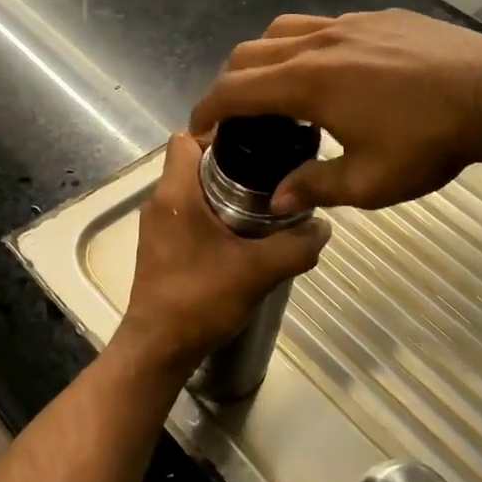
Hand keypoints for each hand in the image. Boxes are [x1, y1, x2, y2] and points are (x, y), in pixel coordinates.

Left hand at [117, 133, 330, 381]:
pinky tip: (241, 238)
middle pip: (192, 164)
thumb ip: (295, 246)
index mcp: (175, 193)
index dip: (218, 134)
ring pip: (191, 191)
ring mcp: (157, 226)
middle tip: (269, 176)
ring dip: (222, 194)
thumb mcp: (258, 271)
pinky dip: (211, 217)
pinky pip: (187, 215)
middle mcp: (160, 202)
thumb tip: (324, 227)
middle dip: (229, 166)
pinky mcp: (160, 248)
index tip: (253, 145)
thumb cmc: (200, 298)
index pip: (186, 138)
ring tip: (263, 206)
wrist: (159, 347)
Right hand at [189, 10, 481, 211]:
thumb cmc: (428, 142)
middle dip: (230, 84)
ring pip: (283, 30)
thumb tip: (277, 202)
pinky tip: (336, 73)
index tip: (200, 130)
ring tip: (280, 90)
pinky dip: (307, 47)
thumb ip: (314, 188)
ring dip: (265, 59)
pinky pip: (324, 25)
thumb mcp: (368, 182)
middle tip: (239, 117)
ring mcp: (349, 24)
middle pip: (249, 54)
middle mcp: (317, 43)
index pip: (234, 91)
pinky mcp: (378, 18)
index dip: (207, 110)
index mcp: (306, 83)